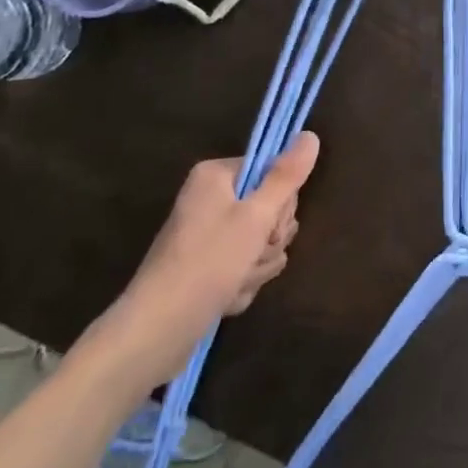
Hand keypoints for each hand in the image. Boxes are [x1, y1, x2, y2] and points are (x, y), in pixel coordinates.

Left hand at [90, 134, 319, 390]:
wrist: (157, 332)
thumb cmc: (208, 263)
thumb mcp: (257, 215)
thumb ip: (287, 175)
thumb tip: (310, 135)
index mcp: (216, 176)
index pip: (272, 171)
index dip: (280, 202)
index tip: (270, 226)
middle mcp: (210, 199)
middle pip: (269, 208)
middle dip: (268, 240)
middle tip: (251, 256)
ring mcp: (207, 235)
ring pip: (260, 241)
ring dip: (257, 265)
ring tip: (236, 282)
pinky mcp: (207, 267)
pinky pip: (244, 265)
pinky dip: (242, 282)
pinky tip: (226, 296)